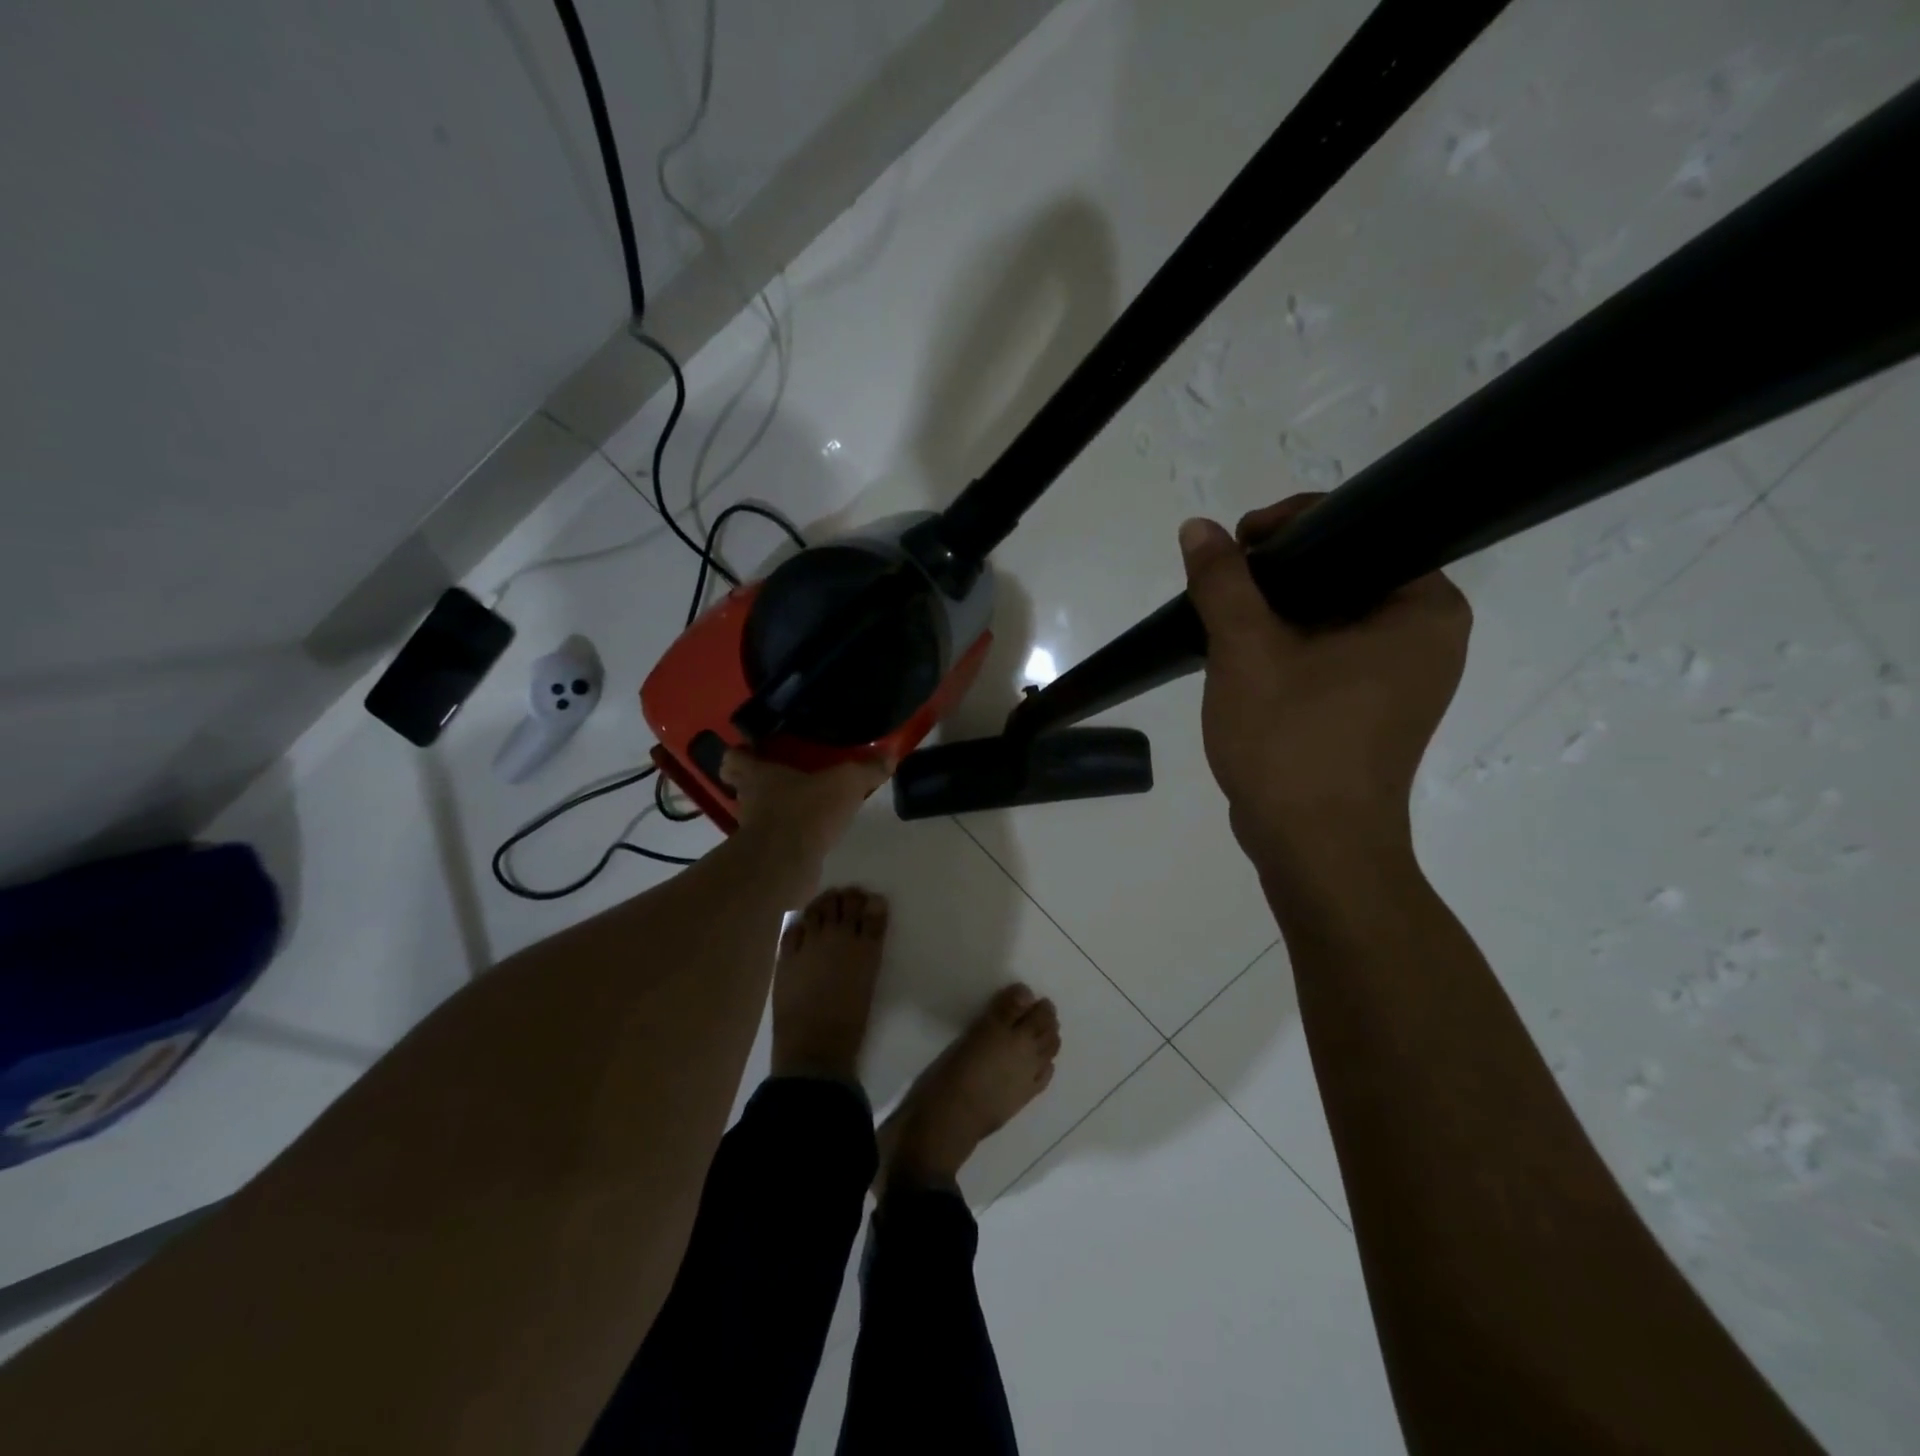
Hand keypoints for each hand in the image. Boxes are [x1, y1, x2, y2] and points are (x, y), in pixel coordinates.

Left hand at [719, 749, 892, 871]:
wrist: (786, 865)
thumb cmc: (807, 810)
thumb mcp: (847, 782)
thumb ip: (867, 769)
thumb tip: (891, 754)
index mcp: (758, 774)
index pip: (733, 759)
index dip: (743, 754)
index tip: (758, 752)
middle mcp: (748, 800)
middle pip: (745, 787)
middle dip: (763, 783)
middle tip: (789, 778)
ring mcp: (754, 831)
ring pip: (761, 815)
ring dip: (778, 812)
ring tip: (806, 807)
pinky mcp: (766, 857)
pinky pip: (777, 840)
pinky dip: (791, 837)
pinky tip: (814, 834)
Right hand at [1179, 496, 1469, 861]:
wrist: (1312, 849)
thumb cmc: (1292, 743)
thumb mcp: (1247, 652)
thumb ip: (1223, 583)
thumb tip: (1198, 528)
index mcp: (1424, 609)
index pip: (1365, 530)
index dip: (1294, 525)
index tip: (1238, 545)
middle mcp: (1425, 636)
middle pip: (1344, 572)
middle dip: (1276, 573)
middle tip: (1223, 582)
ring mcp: (1399, 678)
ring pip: (1329, 616)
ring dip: (1275, 611)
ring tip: (1222, 614)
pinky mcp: (1369, 709)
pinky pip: (1326, 654)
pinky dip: (1286, 647)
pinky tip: (1241, 655)